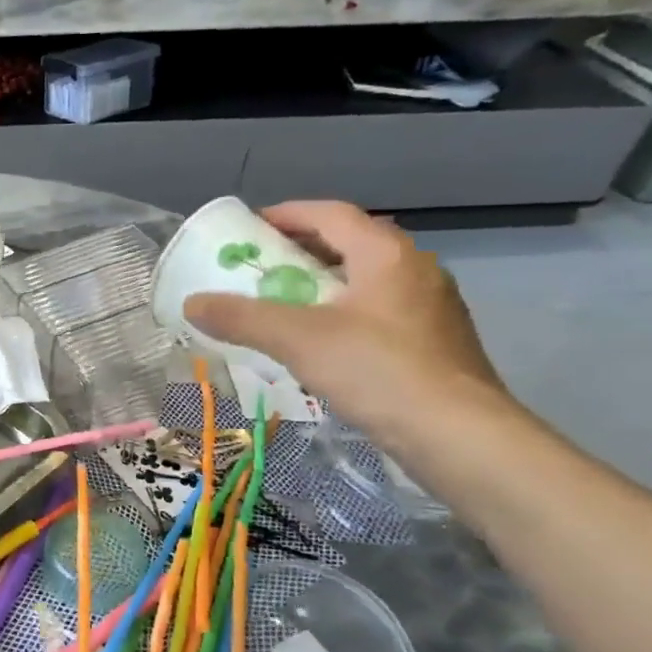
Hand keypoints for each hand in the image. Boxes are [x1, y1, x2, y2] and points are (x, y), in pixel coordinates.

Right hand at [182, 201, 504, 434]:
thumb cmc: (378, 371)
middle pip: (349, 244)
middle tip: (259, 269)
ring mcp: (431, 307)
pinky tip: (321, 345)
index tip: (249, 230)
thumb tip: (191, 303)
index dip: (286, 214)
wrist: (459, 437)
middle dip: (300, 251)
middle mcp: (415, 270)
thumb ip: (242, 317)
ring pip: (365, 281)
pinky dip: (342, 314)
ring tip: (283, 306)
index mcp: (386, 254)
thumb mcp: (297, 340)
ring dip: (322, 285)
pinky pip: (378, 312)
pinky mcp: (435, 343)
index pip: (330, 214)